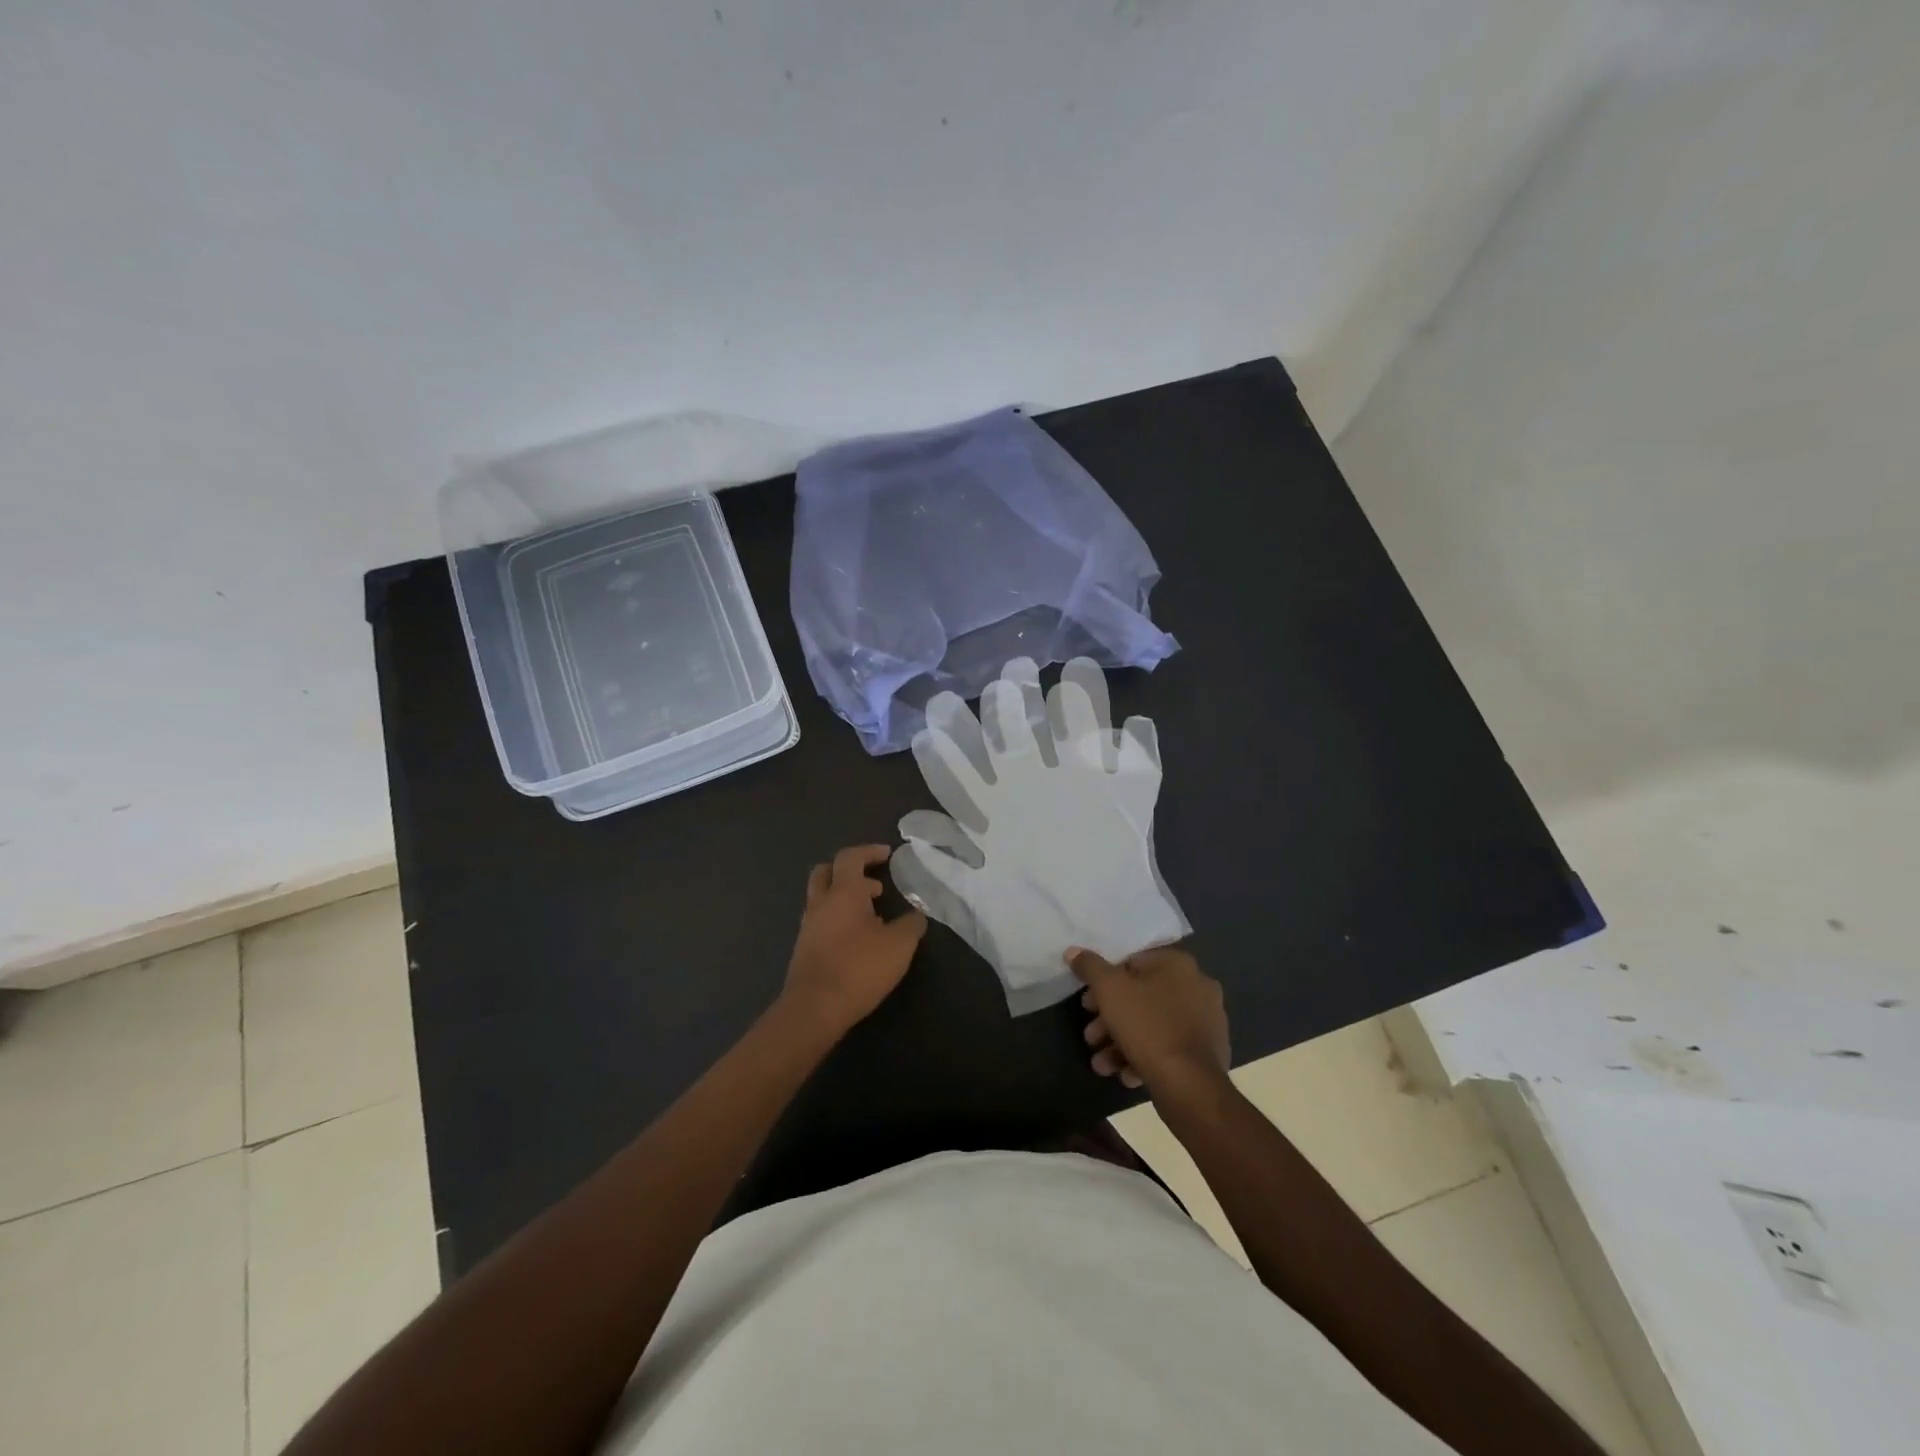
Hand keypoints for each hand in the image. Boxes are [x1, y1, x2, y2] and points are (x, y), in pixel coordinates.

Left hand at [782, 845, 927, 1034]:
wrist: (814, 1009)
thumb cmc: (859, 968)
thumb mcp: (899, 945)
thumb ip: (911, 924)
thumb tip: (916, 914)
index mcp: (843, 892)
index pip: (851, 857)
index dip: (869, 851)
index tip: (888, 854)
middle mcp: (821, 903)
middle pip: (826, 871)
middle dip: (849, 870)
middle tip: (872, 882)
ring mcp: (808, 926)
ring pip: (822, 897)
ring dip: (844, 897)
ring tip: (872, 914)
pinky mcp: (804, 949)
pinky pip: (821, 921)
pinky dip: (838, 918)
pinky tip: (857, 939)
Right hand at [1068, 945, 1229, 1101]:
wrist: (1190, 1085)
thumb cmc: (1148, 1026)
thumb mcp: (1109, 989)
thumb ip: (1090, 967)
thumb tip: (1073, 951)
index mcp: (1178, 964)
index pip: (1132, 962)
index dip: (1103, 982)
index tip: (1087, 1004)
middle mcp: (1197, 987)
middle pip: (1141, 997)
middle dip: (1109, 1018)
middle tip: (1091, 1037)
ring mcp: (1206, 1022)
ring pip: (1152, 1025)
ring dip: (1121, 1042)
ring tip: (1102, 1064)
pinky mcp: (1207, 1054)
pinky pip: (1168, 1048)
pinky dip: (1145, 1057)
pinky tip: (1126, 1074)